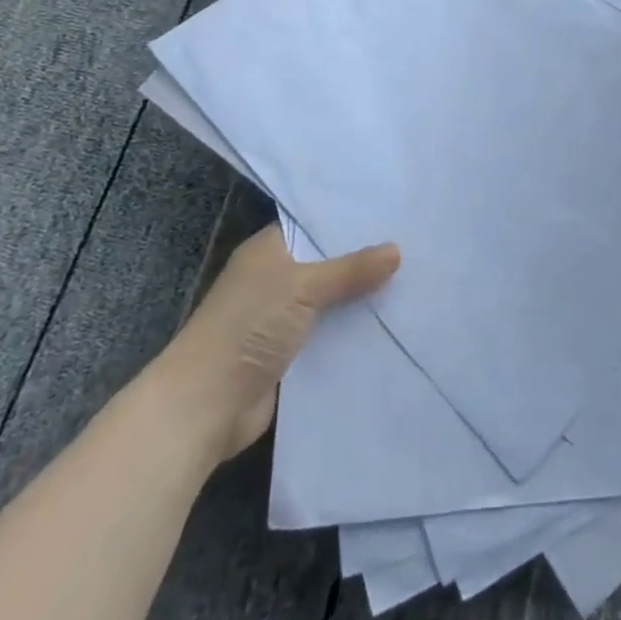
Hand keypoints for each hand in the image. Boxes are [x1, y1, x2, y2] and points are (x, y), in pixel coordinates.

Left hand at [148, 224, 399, 463]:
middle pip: (327, 263)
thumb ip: (350, 270)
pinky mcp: (289, 355)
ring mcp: (280, 318)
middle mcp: (274, 278)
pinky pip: (329, 335)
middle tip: (415, 245)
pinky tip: (392, 325)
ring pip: (331, 301)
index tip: (393, 212)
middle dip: (364, 260)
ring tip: (415, 282)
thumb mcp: (303, 287)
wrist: (204, 407)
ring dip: (361, 299)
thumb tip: (396, 250)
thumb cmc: (248, 328)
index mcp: (269, 250)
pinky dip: (352, 333)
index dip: (351, 220)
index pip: (315, 224)